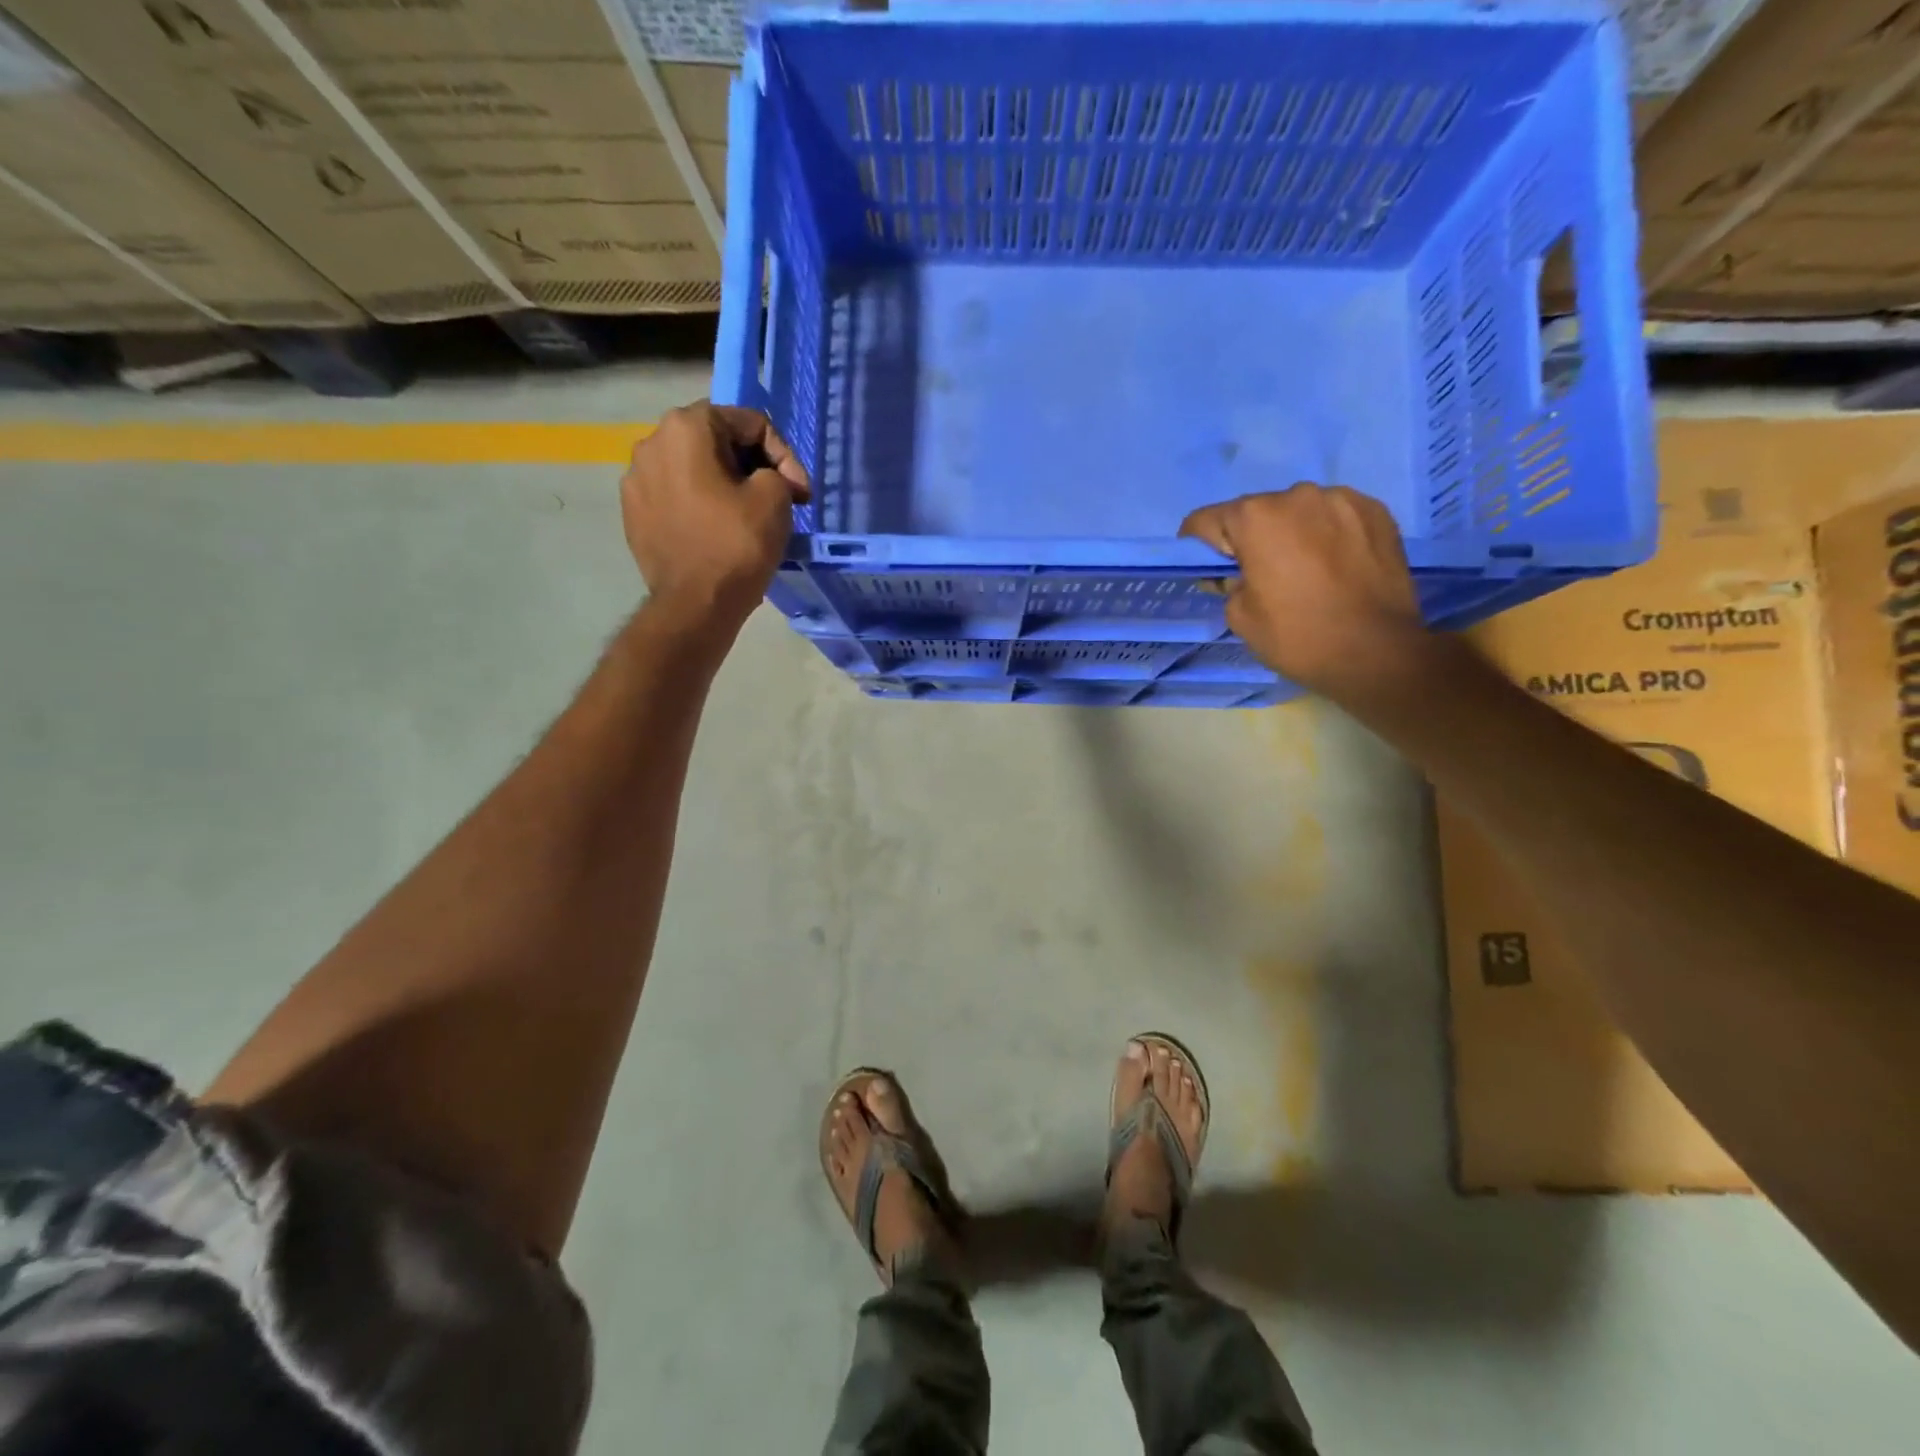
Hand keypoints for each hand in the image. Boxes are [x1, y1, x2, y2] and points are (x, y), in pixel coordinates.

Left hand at [622, 403, 809, 633]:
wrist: (695, 605)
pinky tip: (717, 530)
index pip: (750, 423)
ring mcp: (636, 479)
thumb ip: (777, 471)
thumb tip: (768, 480)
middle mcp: (651, 442)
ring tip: (748, 515)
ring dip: (726, 484)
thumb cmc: (737, 545)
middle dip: (753, 466)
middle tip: (781, 500)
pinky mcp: (634, 513)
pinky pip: (676, 496)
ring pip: (694, 468)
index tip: (800, 493)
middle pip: (717, 441)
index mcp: (686, 427)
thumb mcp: (775, 498)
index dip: (784, 455)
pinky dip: (701, 505)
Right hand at [1179, 483, 1425, 697]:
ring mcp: (1341, 499)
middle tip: (1261, 575)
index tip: (1209, 569)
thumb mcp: (1239, 617)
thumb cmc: (1297, 636)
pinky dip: (1328, 534)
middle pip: (1255, 512)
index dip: (1199, 547)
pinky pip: (1335, 516)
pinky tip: (1337, 565)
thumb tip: (1236, 572)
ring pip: (1298, 511)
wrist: (1377, 652)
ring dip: (1292, 533)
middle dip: (1250, 539)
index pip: (1205, 521)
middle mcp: (1296, 495)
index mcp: (1255, 518)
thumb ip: (1228, 582)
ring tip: (1306, 570)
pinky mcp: (1375, 510)